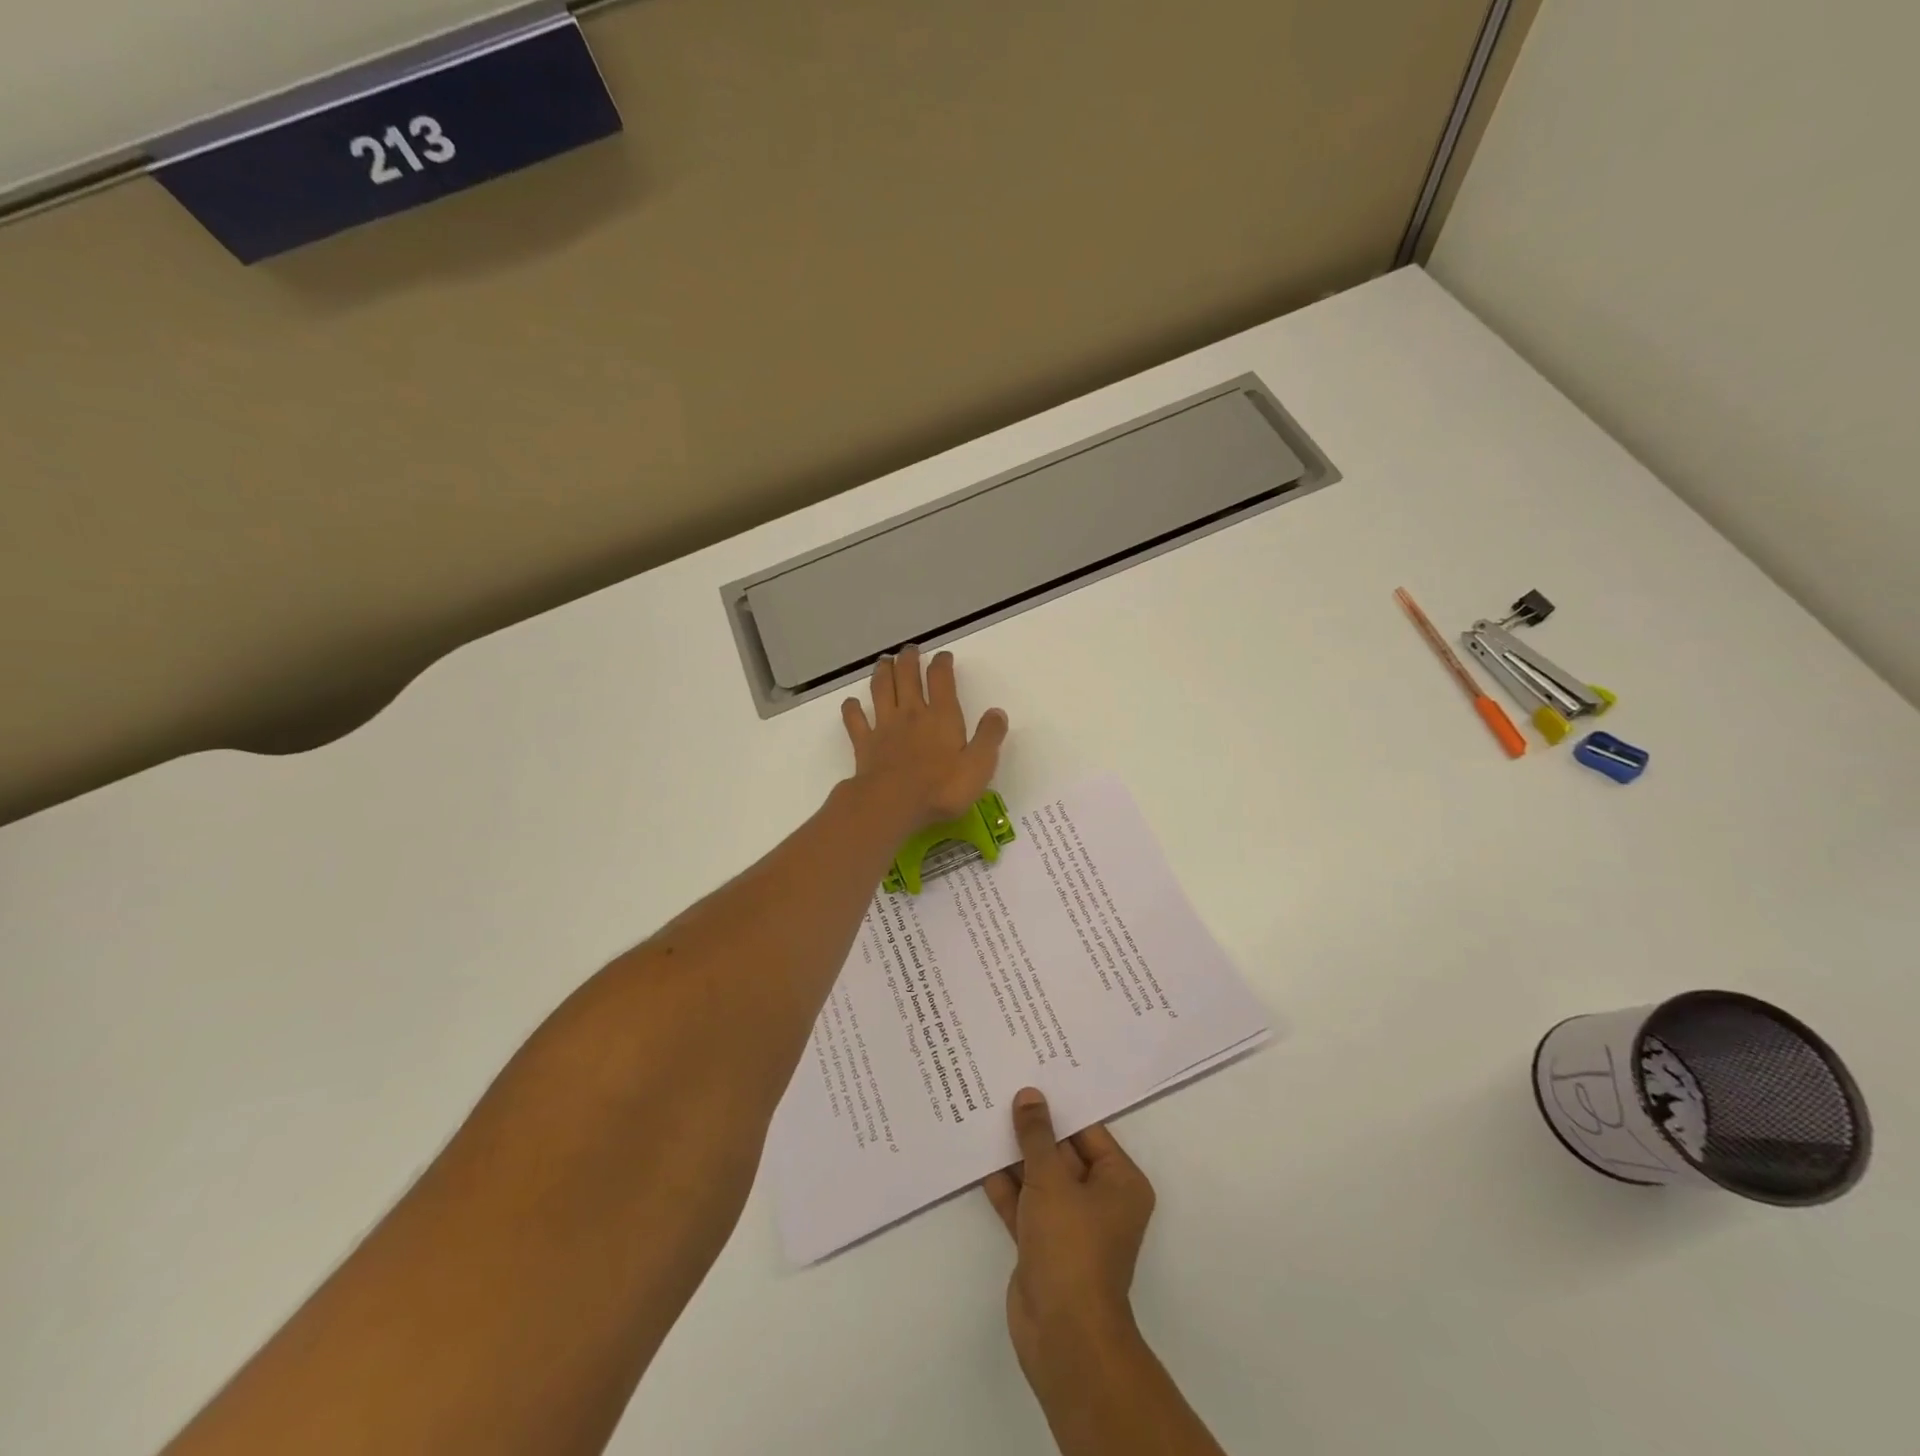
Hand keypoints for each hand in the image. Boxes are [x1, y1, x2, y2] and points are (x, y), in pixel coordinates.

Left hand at [842, 647, 1008, 829]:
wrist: (893, 805)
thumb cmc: (941, 788)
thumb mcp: (979, 765)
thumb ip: (989, 736)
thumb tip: (997, 712)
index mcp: (942, 716)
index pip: (941, 679)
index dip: (942, 664)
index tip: (943, 656)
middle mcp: (911, 713)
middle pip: (907, 677)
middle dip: (909, 660)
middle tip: (909, 650)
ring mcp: (885, 727)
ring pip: (881, 690)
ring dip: (882, 672)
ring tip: (884, 662)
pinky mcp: (864, 744)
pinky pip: (855, 720)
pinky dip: (852, 709)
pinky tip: (851, 703)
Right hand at [983, 1089, 1155, 1392]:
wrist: (1063, 1336)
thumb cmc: (1071, 1247)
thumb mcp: (1052, 1180)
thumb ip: (1037, 1136)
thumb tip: (1029, 1096)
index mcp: (1119, 1181)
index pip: (1088, 1130)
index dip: (1059, 1104)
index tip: (1032, 1075)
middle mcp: (1099, 1199)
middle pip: (1063, 1152)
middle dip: (1033, 1128)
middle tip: (1002, 1087)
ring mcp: (1069, 1224)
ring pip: (1040, 1177)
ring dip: (1014, 1154)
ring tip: (983, 1112)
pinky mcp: (1042, 1244)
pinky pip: (1023, 1203)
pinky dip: (1004, 1184)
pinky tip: (978, 1156)